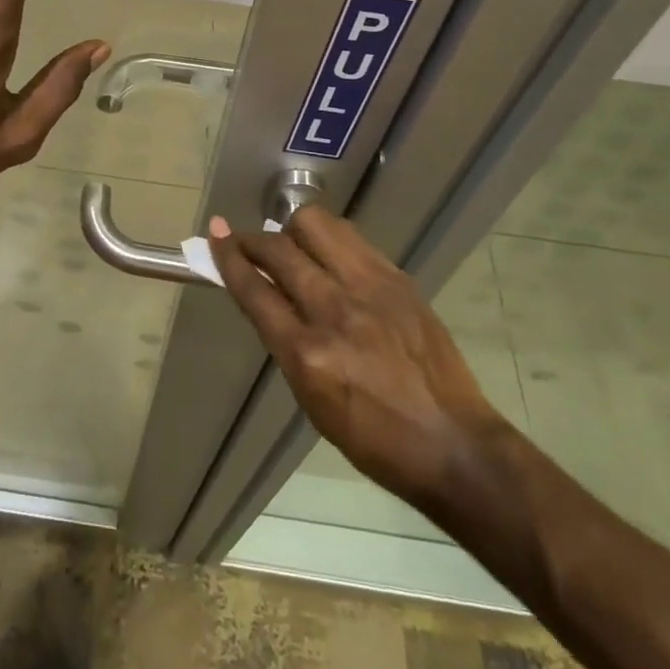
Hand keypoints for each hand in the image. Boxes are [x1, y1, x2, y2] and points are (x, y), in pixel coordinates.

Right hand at [210, 209, 510, 511]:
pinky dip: (328, 238)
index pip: (254, 290)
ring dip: (291, 230)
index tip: (215, 236)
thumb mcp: (311, 399)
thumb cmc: (373, 438)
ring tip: (291, 245)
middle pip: (278, 250)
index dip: (228, 258)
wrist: (453, 442)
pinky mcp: (397, 278)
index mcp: (307, 354)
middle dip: (252, 240)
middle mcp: (335, 311)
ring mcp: (370, 288)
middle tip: (245, 243)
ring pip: (315, 226)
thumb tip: (264, 295)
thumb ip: (285, 341)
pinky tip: (328, 254)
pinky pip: (350, 238)